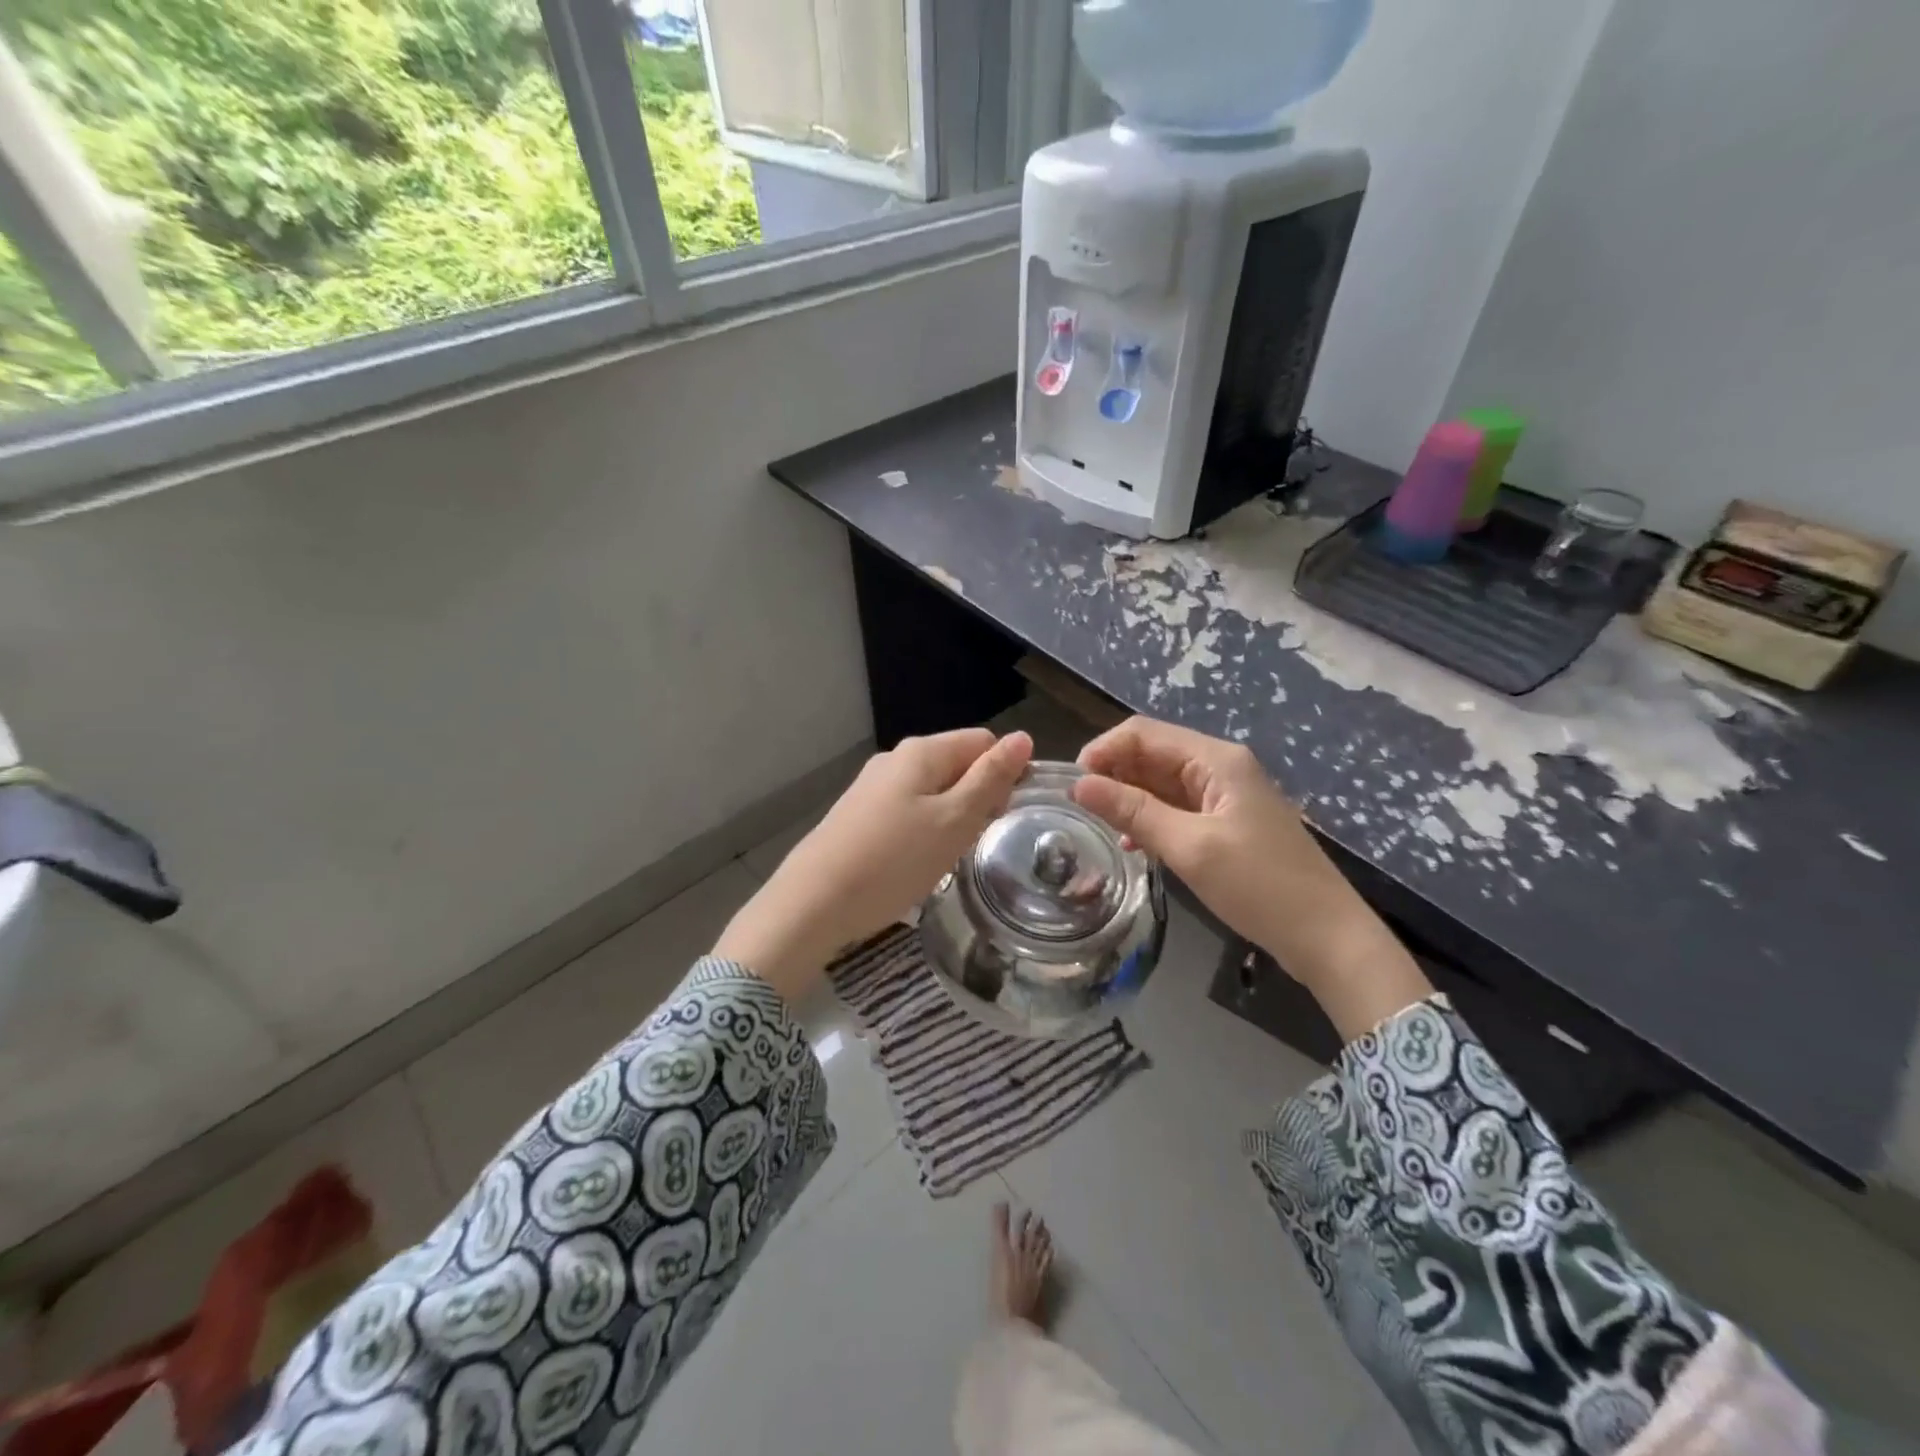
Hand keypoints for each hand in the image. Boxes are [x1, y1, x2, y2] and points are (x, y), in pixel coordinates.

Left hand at [715, 729, 1033, 1000]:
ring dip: (951, 817)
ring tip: (948, 856)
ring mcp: (873, 786)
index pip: (983, 742)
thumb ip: (990, 778)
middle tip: (976, 840)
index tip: (1004, 815)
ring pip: (933, 791)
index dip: (1004, 772)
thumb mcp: (955, 820)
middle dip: (977, 797)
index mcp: (921, 751)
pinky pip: (908, 810)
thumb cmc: (894, 860)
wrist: (814, 902)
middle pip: (956, 764)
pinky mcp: (858, 814)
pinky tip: (916, 861)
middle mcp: (895, 759)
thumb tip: (1022, 738)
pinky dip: (924, 830)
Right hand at [1072, 717, 1429, 1039]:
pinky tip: (1131, 842)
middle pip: (1152, 754)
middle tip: (1078, 808)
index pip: (1144, 733)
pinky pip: (1175, 807)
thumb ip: (1133, 811)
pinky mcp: (1224, 822)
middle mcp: (1219, 766)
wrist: (1327, 937)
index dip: (1103, 750)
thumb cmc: (1261, 886)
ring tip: (1098, 826)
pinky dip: (1149, 818)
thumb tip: (1079, 785)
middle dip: (1112, 773)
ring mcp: (1223, 795)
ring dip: (1128, 797)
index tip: (1072, 785)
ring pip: (1160, 782)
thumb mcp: (1190, 847)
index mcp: (1216, 759)